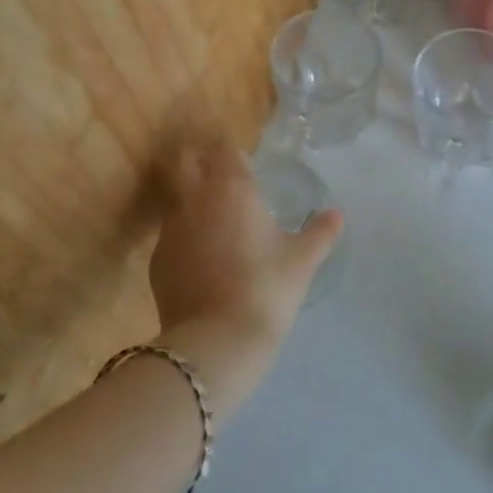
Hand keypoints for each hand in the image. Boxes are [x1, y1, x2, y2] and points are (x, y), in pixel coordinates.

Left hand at [148, 144, 341, 406]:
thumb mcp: (302, 260)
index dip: (233, 152)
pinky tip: (202, 259)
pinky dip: (184, 237)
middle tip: (222, 177)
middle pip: (186, 162)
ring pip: (175, 199)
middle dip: (200, 162)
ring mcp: (169, 231)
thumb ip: (320, 233)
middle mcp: (194, 200)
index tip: (245, 161)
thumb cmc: (266, 288)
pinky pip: (170, 236)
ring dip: (191, 201)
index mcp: (231, 189)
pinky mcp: (156, 262)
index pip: (224, 150)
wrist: (216, 342)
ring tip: (215, 221)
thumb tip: (336, 215)